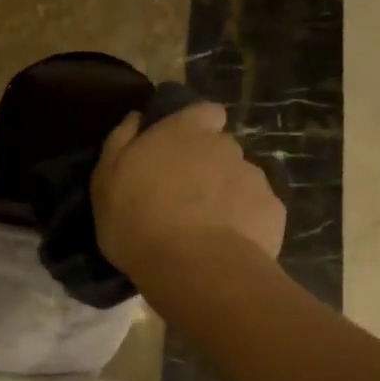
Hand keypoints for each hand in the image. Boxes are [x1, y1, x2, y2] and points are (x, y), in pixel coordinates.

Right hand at [91, 101, 285, 284]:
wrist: (194, 268)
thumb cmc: (137, 219)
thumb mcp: (105, 180)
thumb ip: (121, 141)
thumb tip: (136, 117)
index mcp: (184, 131)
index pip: (205, 112)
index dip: (197, 126)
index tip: (181, 148)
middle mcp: (225, 146)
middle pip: (221, 149)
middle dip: (208, 166)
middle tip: (185, 198)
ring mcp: (254, 178)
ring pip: (240, 180)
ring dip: (226, 196)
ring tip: (206, 229)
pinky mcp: (273, 211)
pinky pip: (257, 211)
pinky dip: (245, 223)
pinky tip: (226, 246)